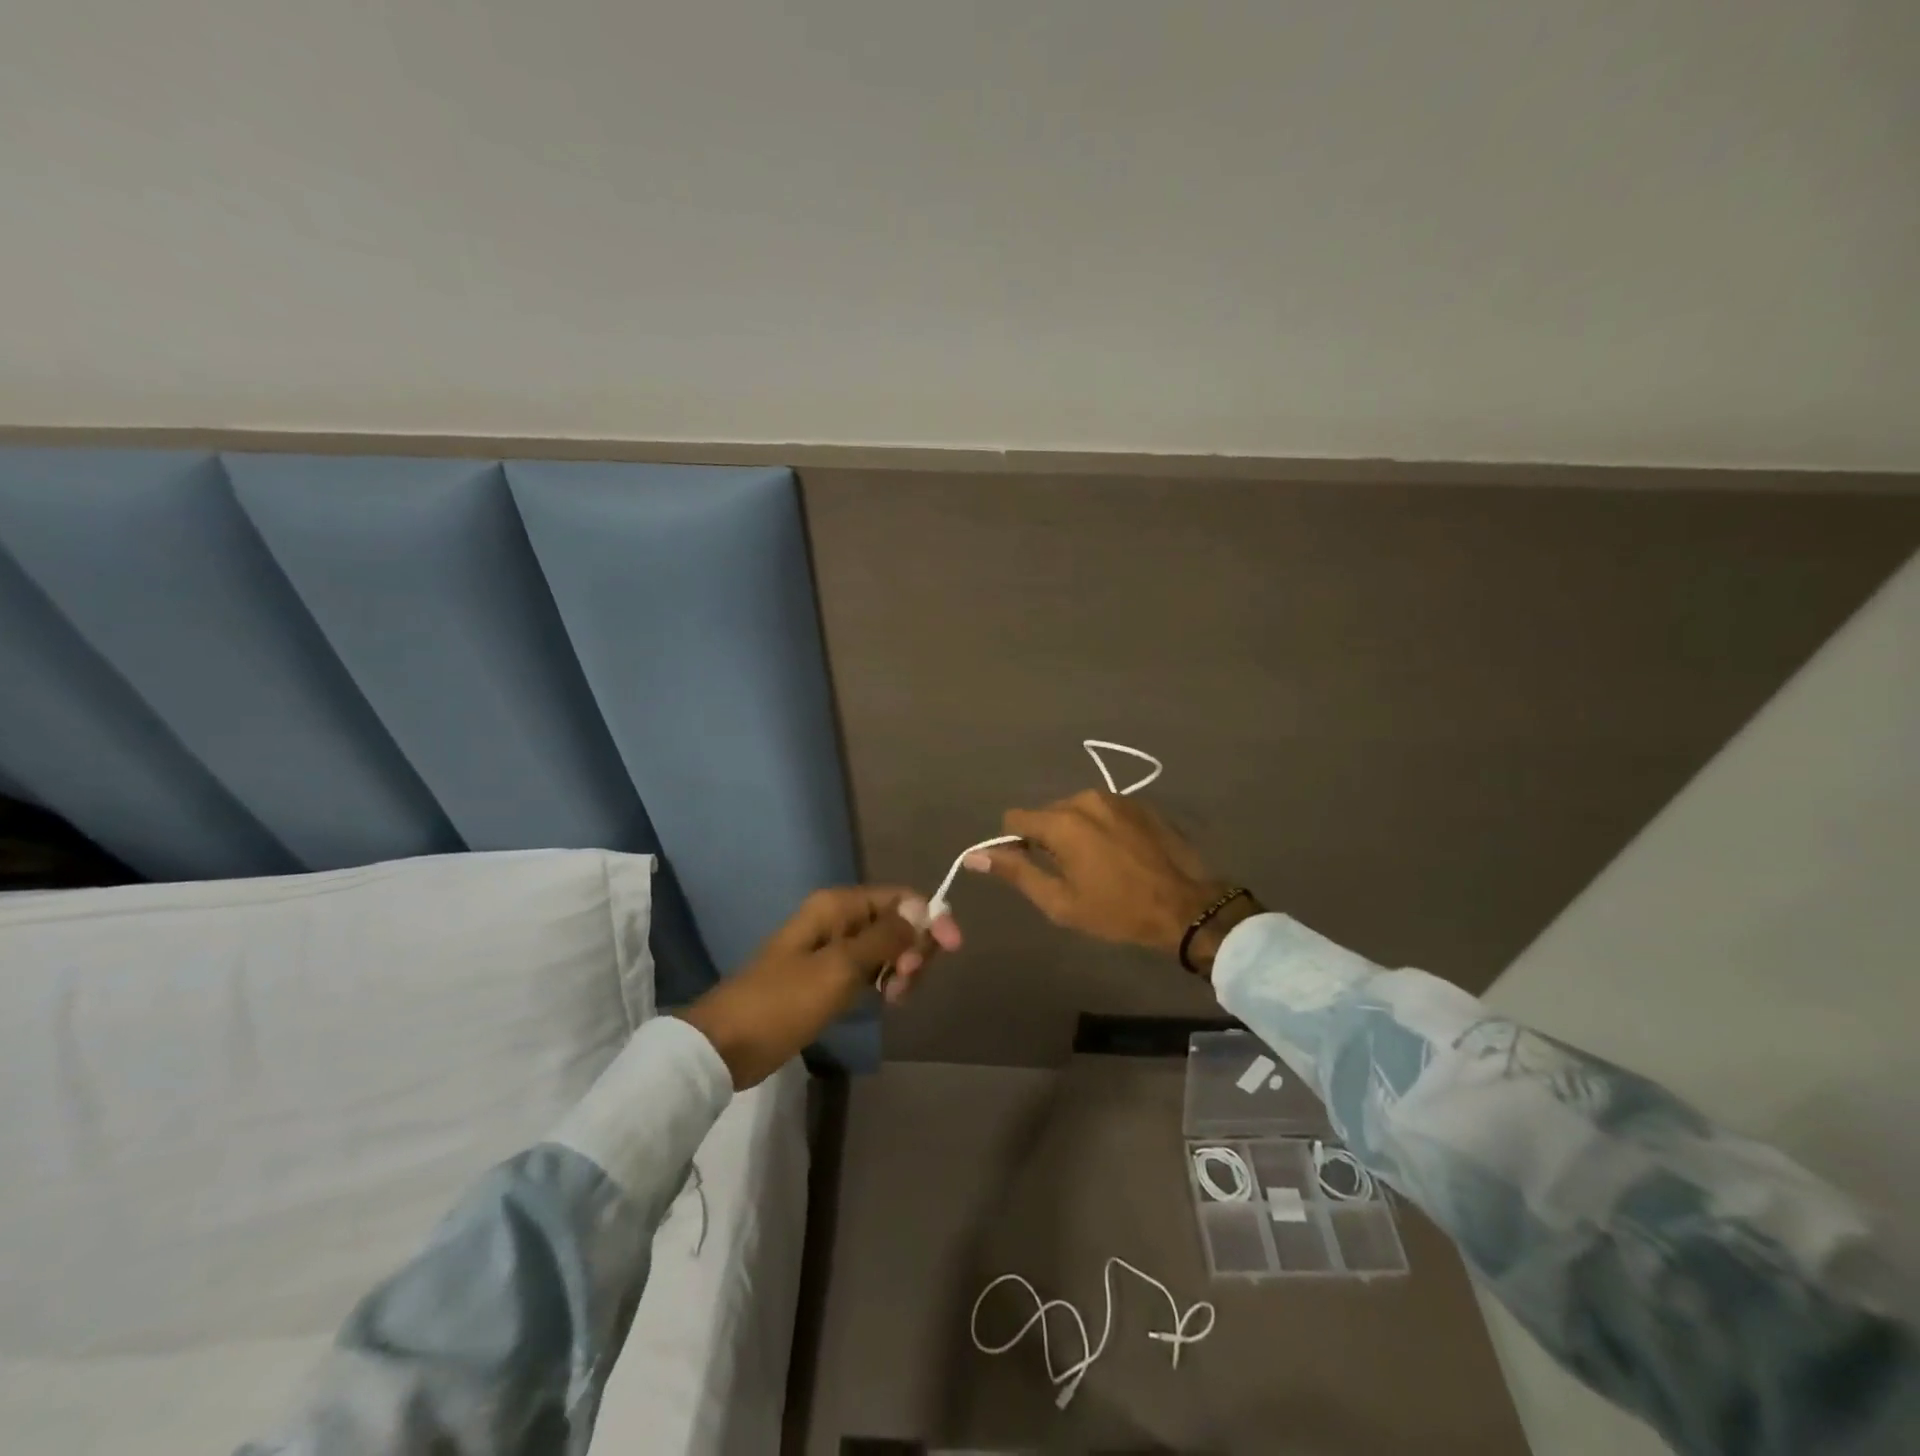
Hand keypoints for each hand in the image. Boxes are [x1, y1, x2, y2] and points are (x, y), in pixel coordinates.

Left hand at [677, 886, 960, 1087]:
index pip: (900, 897)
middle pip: (897, 920)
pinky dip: (885, 980)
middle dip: (915, 947)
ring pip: (887, 947)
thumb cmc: (785, 1001)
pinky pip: (870, 968)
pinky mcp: (828, 974)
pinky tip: (886, 999)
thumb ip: (886, 937)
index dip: (930, 917)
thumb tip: (923, 908)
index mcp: (838, 905)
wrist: (728, 1044)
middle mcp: (838, 918)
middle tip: (909, 983)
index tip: (951, 949)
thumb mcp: (841, 967)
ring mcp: (833, 947)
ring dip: (902, 968)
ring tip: (895, 998)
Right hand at [967, 792, 1259, 973]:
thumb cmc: (1118, 910)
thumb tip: (975, 856)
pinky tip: (1119, 853)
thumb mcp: (1060, 902)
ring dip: (1075, 831)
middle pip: (1046, 813)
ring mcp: (1116, 797)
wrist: (1187, 906)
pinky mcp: (1139, 803)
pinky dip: (1100, 827)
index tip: (1029, 867)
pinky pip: (1103, 810)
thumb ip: (1017, 872)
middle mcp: (1085, 798)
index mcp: (1062, 822)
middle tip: (1066, 873)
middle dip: (1046, 838)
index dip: (1014, 843)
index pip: (1015, 819)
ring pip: (1075, 809)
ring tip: (1096, 864)